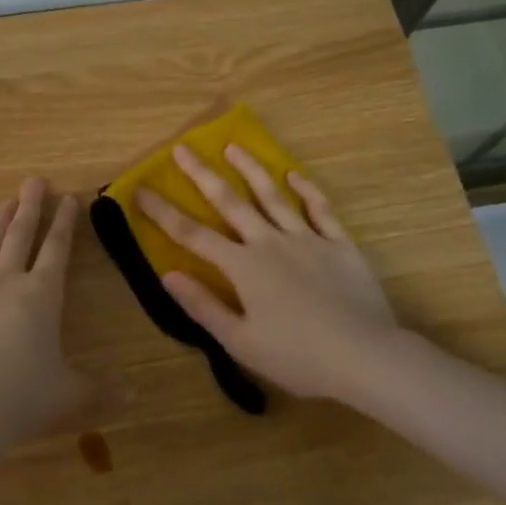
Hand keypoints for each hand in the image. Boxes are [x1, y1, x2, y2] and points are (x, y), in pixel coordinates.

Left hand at [0, 178, 94, 455]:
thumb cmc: (23, 400)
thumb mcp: (71, 395)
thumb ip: (102, 390)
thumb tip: (136, 395)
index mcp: (41, 298)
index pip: (57, 251)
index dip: (65, 223)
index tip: (68, 197)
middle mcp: (5, 286)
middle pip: (20, 238)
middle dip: (30, 208)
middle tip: (34, 181)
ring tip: (4, 203)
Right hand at [135, 145, 400, 401]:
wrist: (365, 356)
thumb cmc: (297, 357)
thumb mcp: (240, 342)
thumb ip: (203, 306)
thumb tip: (168, 275)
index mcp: (243, 267)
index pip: (193, 235)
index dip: (163, 212)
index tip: (140, 190)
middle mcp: (270, 243)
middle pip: (229, 202)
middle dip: (202, 175)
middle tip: (182, 149)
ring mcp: (307, 239)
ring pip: (273, 196)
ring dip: (251, 169)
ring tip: (233, 147)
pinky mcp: (340, 244)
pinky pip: (320, 209)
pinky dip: (306, 190)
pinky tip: (294, 175)